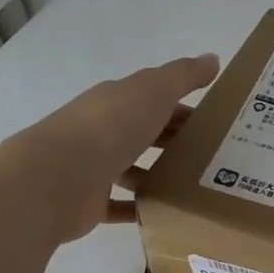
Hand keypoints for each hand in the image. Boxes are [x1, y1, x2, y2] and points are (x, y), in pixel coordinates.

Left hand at [25, 54, 219, 242]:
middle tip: (214, 158)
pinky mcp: (91, 202)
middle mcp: (103, 131)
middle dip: (175, 141)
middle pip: (145, 133)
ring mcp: (95, 167)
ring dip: (159, 175)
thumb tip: (213, 59)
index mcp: (116, 101)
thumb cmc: (109, 128)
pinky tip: (168, 213)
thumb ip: (184, 76)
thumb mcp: (153, 91)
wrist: (56, 178)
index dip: (185, 109)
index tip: (216, 125)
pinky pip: (122, 205)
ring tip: (196, 186)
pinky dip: (141, 208)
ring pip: (133, 168)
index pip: (155, 100)